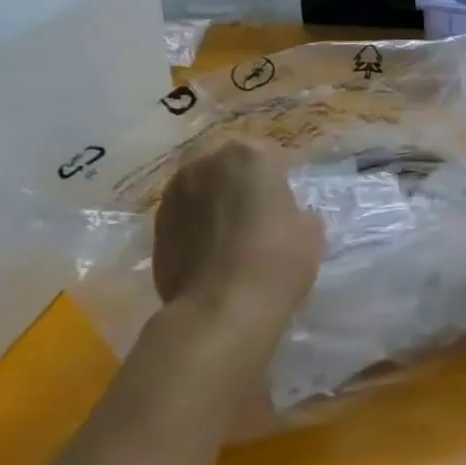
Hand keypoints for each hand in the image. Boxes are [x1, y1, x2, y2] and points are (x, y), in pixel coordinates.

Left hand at [152, 140, 324, 322]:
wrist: (221, 310)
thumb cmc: (277, 260)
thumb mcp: (309, 230)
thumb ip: (295, 211)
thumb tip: (285, 216)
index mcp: (247, 155)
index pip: (271, 154)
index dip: (283, 175)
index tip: (291, 196)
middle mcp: (204, 165)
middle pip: (226, 162)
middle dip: (239, 178)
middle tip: (257, 205)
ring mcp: (174, 196)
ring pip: (199, 187)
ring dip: (214, 199)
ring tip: (231, 227)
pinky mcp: (156, 228)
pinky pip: (184, 216)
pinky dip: (196, 224)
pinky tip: (212, 248)